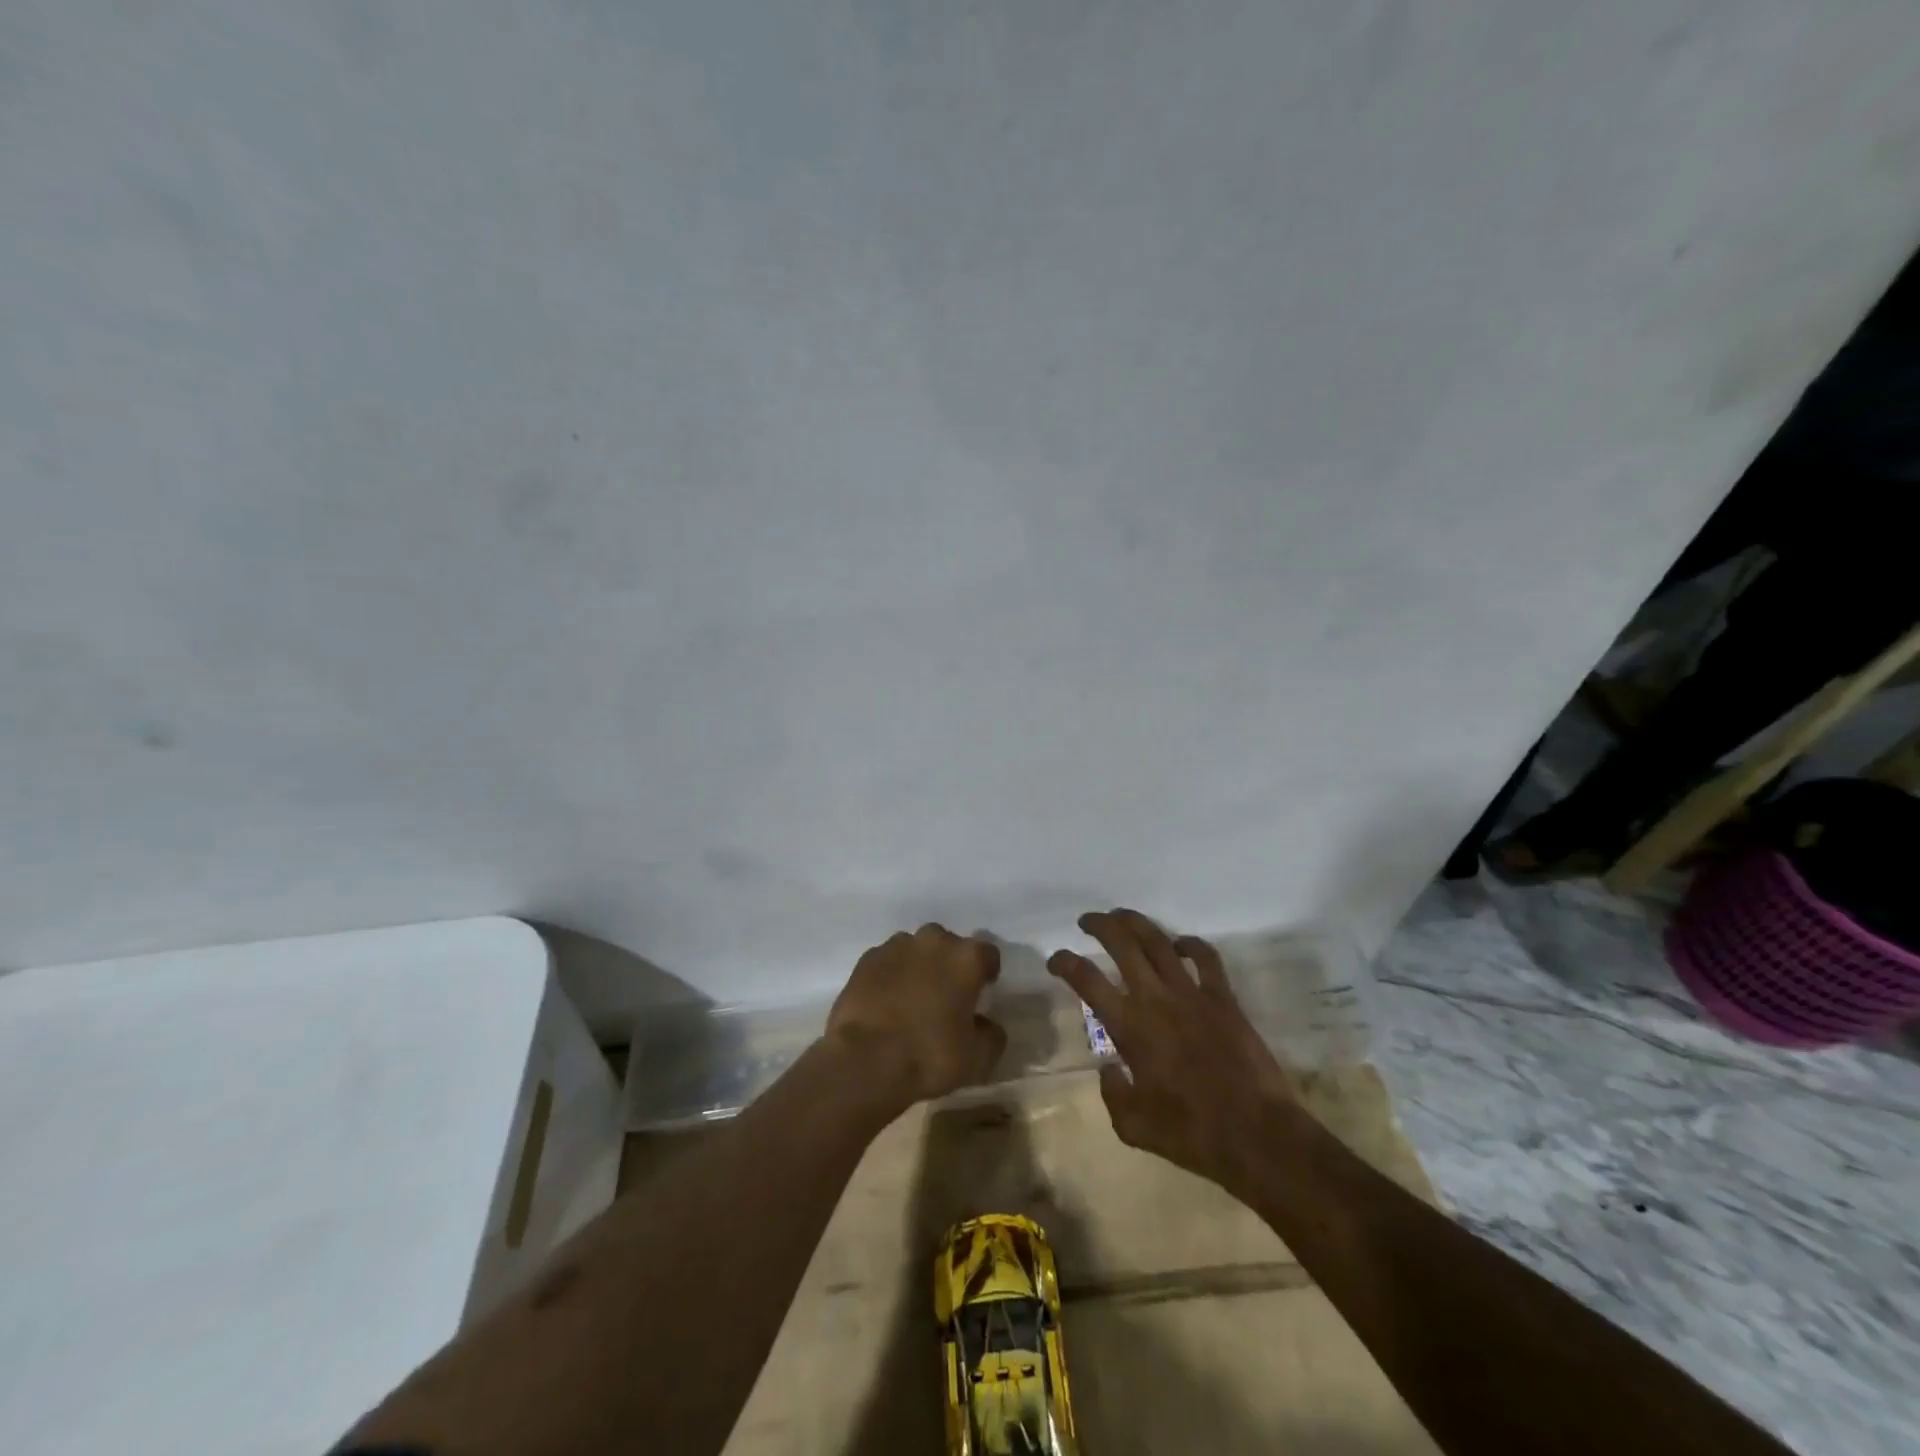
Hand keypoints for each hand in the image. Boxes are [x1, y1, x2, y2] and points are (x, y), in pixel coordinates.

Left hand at [825, 923, 1005, 1108]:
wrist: (864, 1062)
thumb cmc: (929, 1056)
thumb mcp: (977, 1058)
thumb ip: (991, 1034)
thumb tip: (986, 1024)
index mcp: (966, 958)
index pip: (988, 954)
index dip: (986, 972)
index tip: (982, 992)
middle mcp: (933, 941)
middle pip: (948, 946)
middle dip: (949, 965)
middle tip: (945, 996)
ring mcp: (896, 946)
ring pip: (915, 951)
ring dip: (918, 967)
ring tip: (912, 1000)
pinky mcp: (866, 959)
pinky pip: (887, 962)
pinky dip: (890, 976)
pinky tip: (886, 1003)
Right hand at [1048, 908, 1298, 1193]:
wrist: (1257, 1135)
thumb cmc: (1191, 1134)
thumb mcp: (1134, 1127)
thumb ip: (1112, 1093)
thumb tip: (1107, 1069)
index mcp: (1129, 1027)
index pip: (1087, 980)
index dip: (1065, 962)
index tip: (1055, 958)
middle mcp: (1156, 999)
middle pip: (1122, 944)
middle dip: (1100, 925)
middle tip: (1087, 920)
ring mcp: (1192, 994)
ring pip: (1159, 941)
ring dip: (1136, 922)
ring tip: (1121, 916)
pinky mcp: (1224, 998)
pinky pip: (1206, 958)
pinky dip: (1191, 944)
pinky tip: (1180, 943)